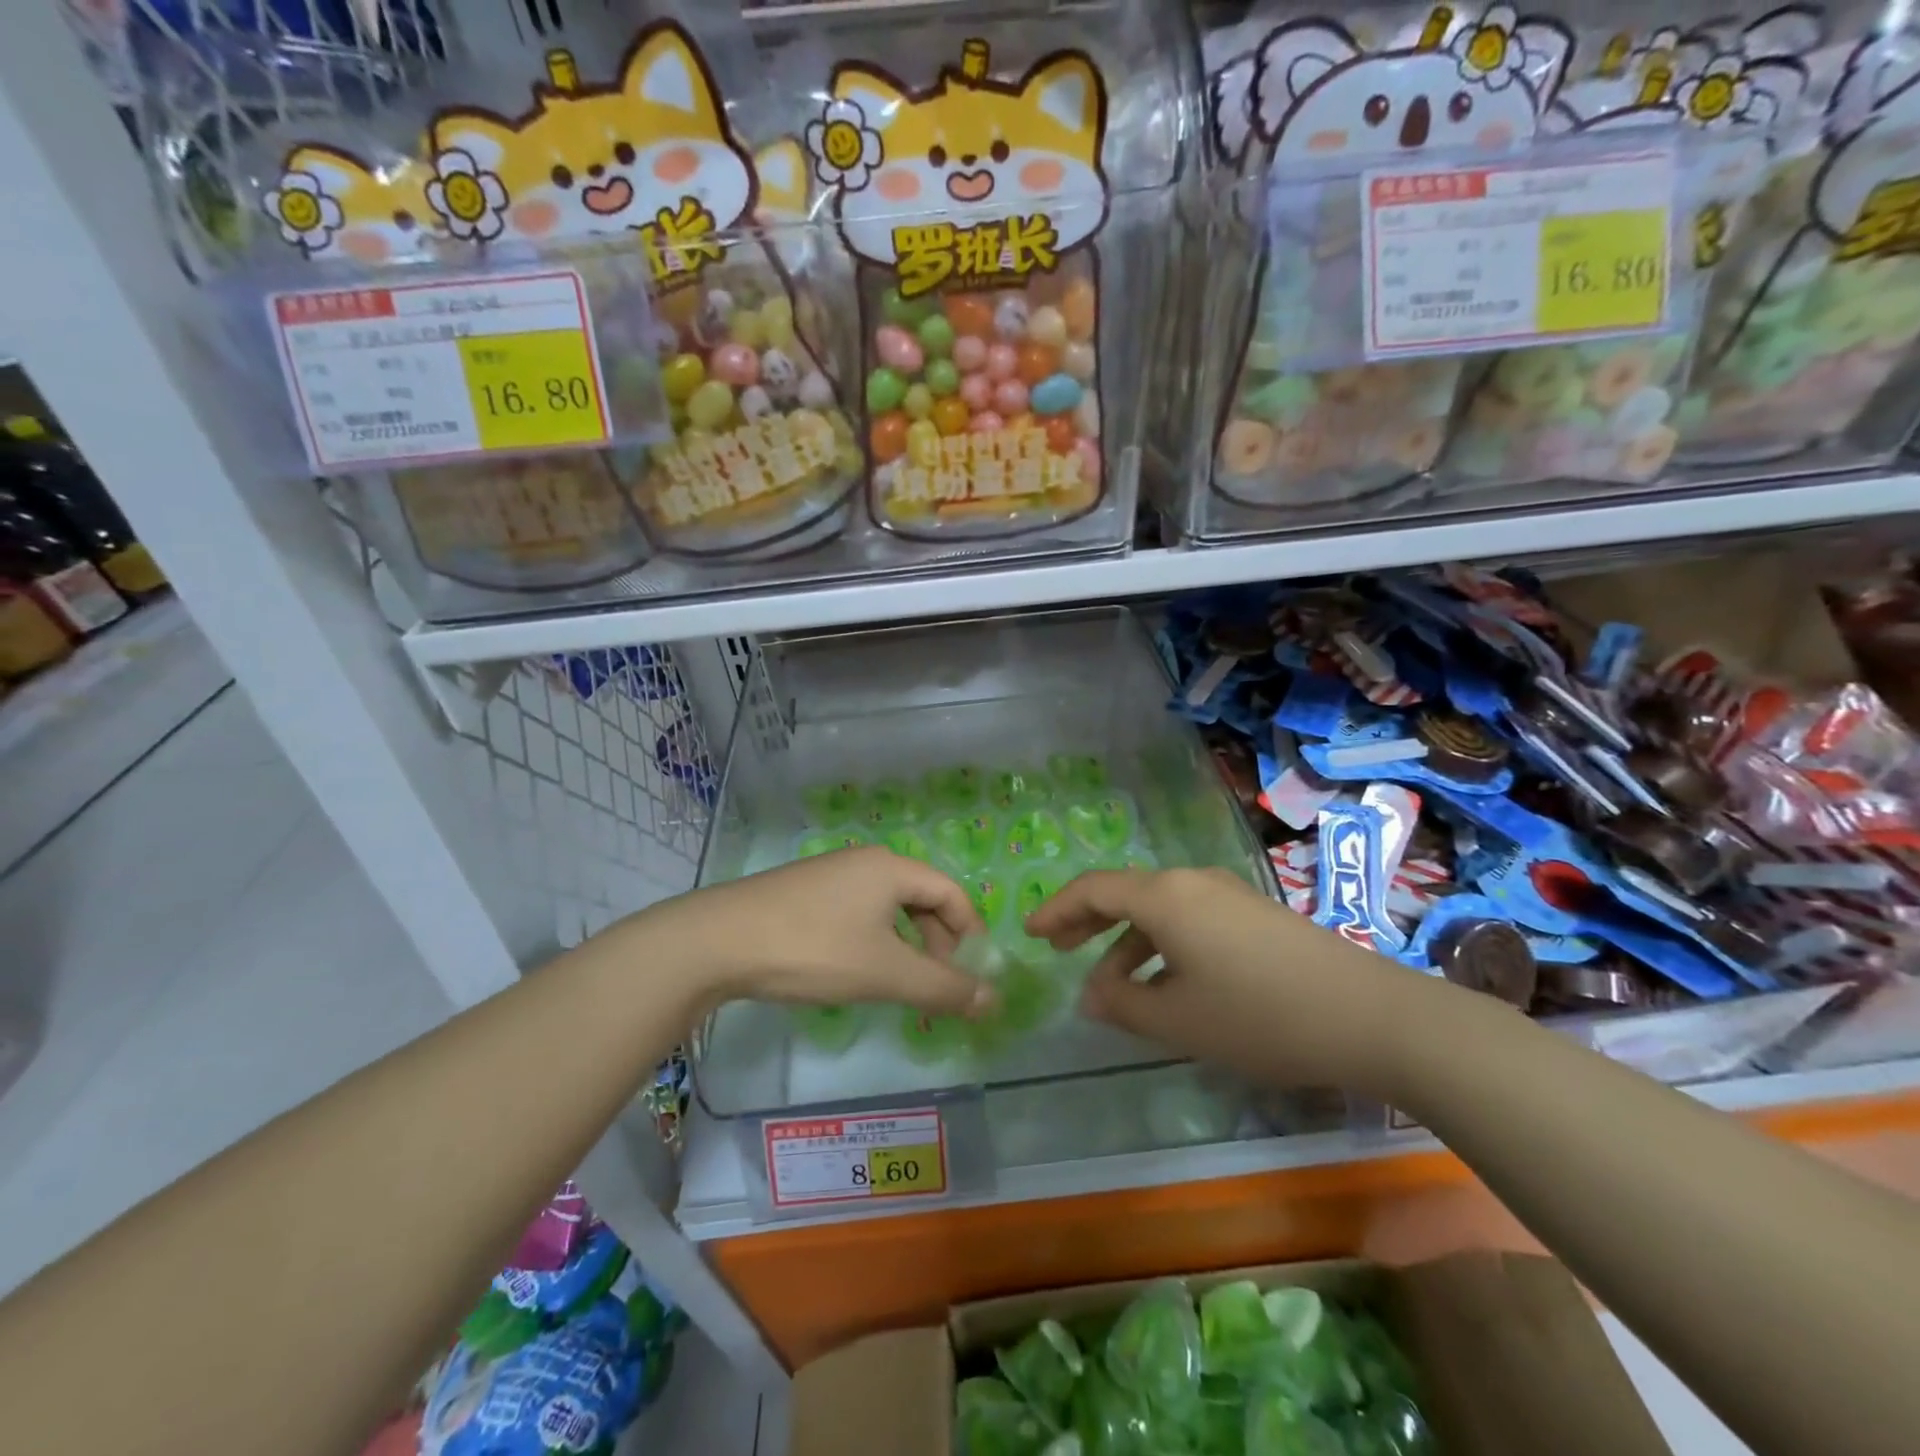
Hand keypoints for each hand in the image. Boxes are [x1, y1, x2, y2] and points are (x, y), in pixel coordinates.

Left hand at [643, 848, 993, 1016]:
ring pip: (888, 908)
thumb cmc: (814, 949)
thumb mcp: (885, 973)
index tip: (968, 978)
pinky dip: (872, 941)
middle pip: (922, 899)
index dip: (969, 935)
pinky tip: (852, 970)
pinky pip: (857, 912)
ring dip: (904, 946)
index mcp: (892, 868)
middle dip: (937, 944)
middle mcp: (865, 862)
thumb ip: (943, 988)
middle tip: (932, 988)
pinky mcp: (804, 892)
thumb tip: (993, 1000)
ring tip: (896, 985)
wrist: (718, 941)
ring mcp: (831, 874)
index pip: (952, 894)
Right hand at [1025, 868, 1445, 1096]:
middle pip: (1124, 892)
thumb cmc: (1259, 1016)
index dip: (1056, 909)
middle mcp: (1192, 882)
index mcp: (1165, 897)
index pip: (1093, 889)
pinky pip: (1189, 919)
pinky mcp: (1253, 914)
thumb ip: (1122, 1004)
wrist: (1370, 1016)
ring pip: (1158, 909)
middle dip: (1087, 920)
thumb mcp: (1179, 1020)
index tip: (1030, 932)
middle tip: (1058, 948)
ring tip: (1114, 987)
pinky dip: (1162, 945)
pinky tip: (1168, 983)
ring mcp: (1227, 895)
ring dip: (1127, 942)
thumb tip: (1089, 993)